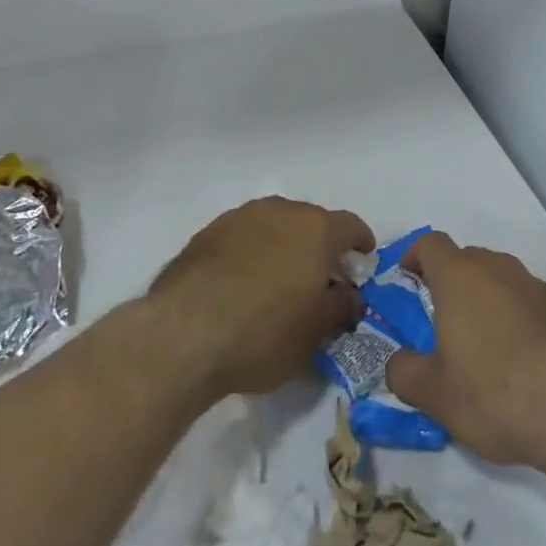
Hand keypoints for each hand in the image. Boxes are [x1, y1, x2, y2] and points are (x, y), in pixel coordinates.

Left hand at [151, 197, 372, 398]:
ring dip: (283, 247)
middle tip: (321, 278)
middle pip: (310, 222)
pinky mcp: (206, 234)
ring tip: (280, 281)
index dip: (360, 242)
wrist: (183, 334)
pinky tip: (243, 284)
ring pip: (273, 226)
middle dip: (320, 246)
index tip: (363, 259)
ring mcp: (239, 218)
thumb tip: (350, 297)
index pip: (350, 225)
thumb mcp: (314, 333)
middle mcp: (280, 211)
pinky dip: (251, 254)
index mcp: (315, 229)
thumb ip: (339, 308)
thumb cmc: (263, 333)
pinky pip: (242, 238)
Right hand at [385, 233, 545, 468]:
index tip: (406, 281)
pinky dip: (512, 317)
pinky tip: (515, 360)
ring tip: (478, 345)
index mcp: (459, 277)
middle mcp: (497, 269)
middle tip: (438, 322)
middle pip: (466, 259)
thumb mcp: (434, 394)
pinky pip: (524, 301)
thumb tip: (398, 362)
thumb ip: (404, 372)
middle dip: (448, 282)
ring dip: (483, 299)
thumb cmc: (494, 392)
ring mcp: (534, 287)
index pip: (431, 243)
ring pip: (498, 279)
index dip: (414, 256)